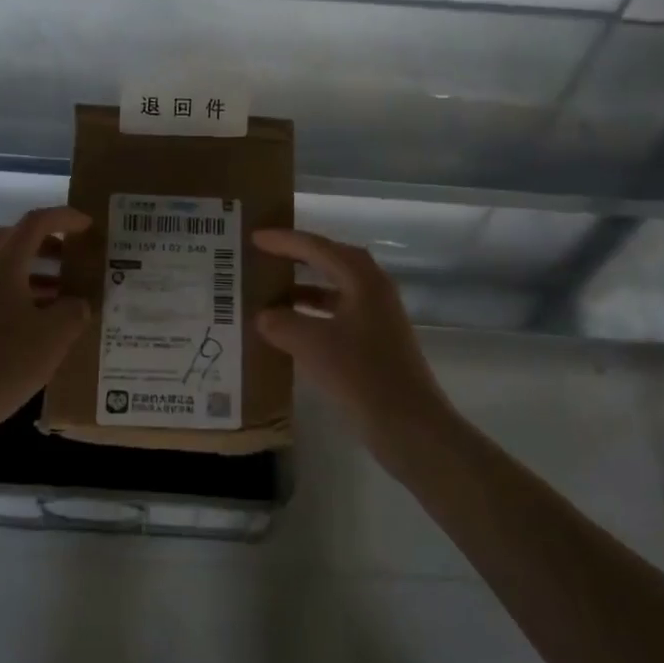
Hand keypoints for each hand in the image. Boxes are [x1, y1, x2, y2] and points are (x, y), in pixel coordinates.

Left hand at [0, 206, 92, 436]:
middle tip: (75, 257)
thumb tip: (78, 303)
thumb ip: (74, 310)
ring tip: (68, 294)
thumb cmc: (4, 360)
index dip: (66, 218)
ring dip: (38, 272)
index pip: (37, 222)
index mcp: (5, 261)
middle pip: (17, 240)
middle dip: (49, 243)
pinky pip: (0, 292)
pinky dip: (24, 295)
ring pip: (8, 268)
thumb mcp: (54, 335)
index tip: (89, 226)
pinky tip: (44, 323)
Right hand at [253, 228, 454, 448]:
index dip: (284, 241)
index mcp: (362, 280)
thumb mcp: (312, 344)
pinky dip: (312, 316)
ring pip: (335, 290)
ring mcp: (377, 318)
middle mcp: (373, 290)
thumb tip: (263, 315)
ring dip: (304, 289)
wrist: (409, 425)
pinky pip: (337, 316)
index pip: (318, 248)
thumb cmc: (361, 375)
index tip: (254, 237)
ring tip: (270, 292)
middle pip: (331, 262)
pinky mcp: (375, 343)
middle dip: (297, 257)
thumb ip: (281, 323)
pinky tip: (290, 331)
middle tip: (264, 255)